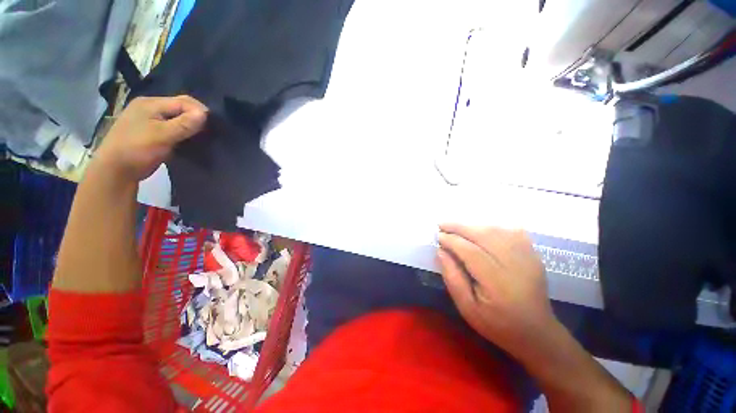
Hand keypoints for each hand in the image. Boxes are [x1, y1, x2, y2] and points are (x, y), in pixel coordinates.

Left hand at [94, 95, 207, 181]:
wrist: (115, 171)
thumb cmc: (137, 150)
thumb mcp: (162, 136)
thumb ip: (184, 124)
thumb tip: (205, 113)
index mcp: (150, 103)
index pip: (183, 101)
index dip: (200, 111)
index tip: (213, 126)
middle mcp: (150, 107)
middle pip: (180, 107)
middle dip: (196, 118)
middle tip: (209, 132)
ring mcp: (149, 120)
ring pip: (177, 118)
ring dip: (190, 126)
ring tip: (202, 137)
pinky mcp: (151, 132)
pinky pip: (173, 127)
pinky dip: (183, 132)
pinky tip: (189, 140)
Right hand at [437, 224, 554, 357]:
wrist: (537, 332)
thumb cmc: (497, 324)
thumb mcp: (467, 308)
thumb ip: (452, 278)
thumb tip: (441, 251)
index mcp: (498, 283)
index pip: (470, 251)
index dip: (452, 241)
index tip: (438, 236)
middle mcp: (515, 265)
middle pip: (484, 235)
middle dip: (459, 227)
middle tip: (442, 225)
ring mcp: (528, 257)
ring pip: (496, 230)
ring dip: (473, 226)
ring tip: (456, 228)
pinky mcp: (533, 254)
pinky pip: (510, 231)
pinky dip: (491, 227)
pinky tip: (479, 231)